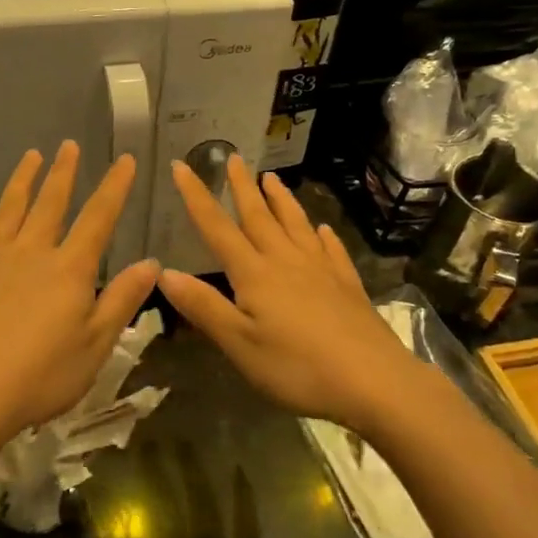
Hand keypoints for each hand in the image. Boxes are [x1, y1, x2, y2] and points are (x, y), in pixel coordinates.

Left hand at [0, 142, 158, 452]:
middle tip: (68, 145)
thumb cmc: (41, 377)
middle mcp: (31, 252)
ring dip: (22, 180)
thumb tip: (152, 263)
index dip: (115, 187)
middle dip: (63, 172)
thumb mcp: (96, 345)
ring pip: (9, 209)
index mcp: (69, 268)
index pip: (98, 217)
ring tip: (30, 156)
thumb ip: (122, 300)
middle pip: (50, 202)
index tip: (126, 160)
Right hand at [158, 156, 422, 432]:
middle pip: (259, 216)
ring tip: (272, 178)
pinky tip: (323, 229)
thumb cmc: (297, 367)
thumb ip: (203, 306)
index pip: (217, 228)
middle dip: (242, 187)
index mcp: (255, 274)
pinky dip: (323, 235)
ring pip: (296, 224)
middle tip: (234, 158)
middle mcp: (286, 261)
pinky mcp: (347, 285)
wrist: (373, 380)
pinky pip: (332, 250)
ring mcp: (321, 270)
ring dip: (281, 200)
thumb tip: (164, 272)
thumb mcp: (240, 344)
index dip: (197, 197)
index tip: (182, 166)